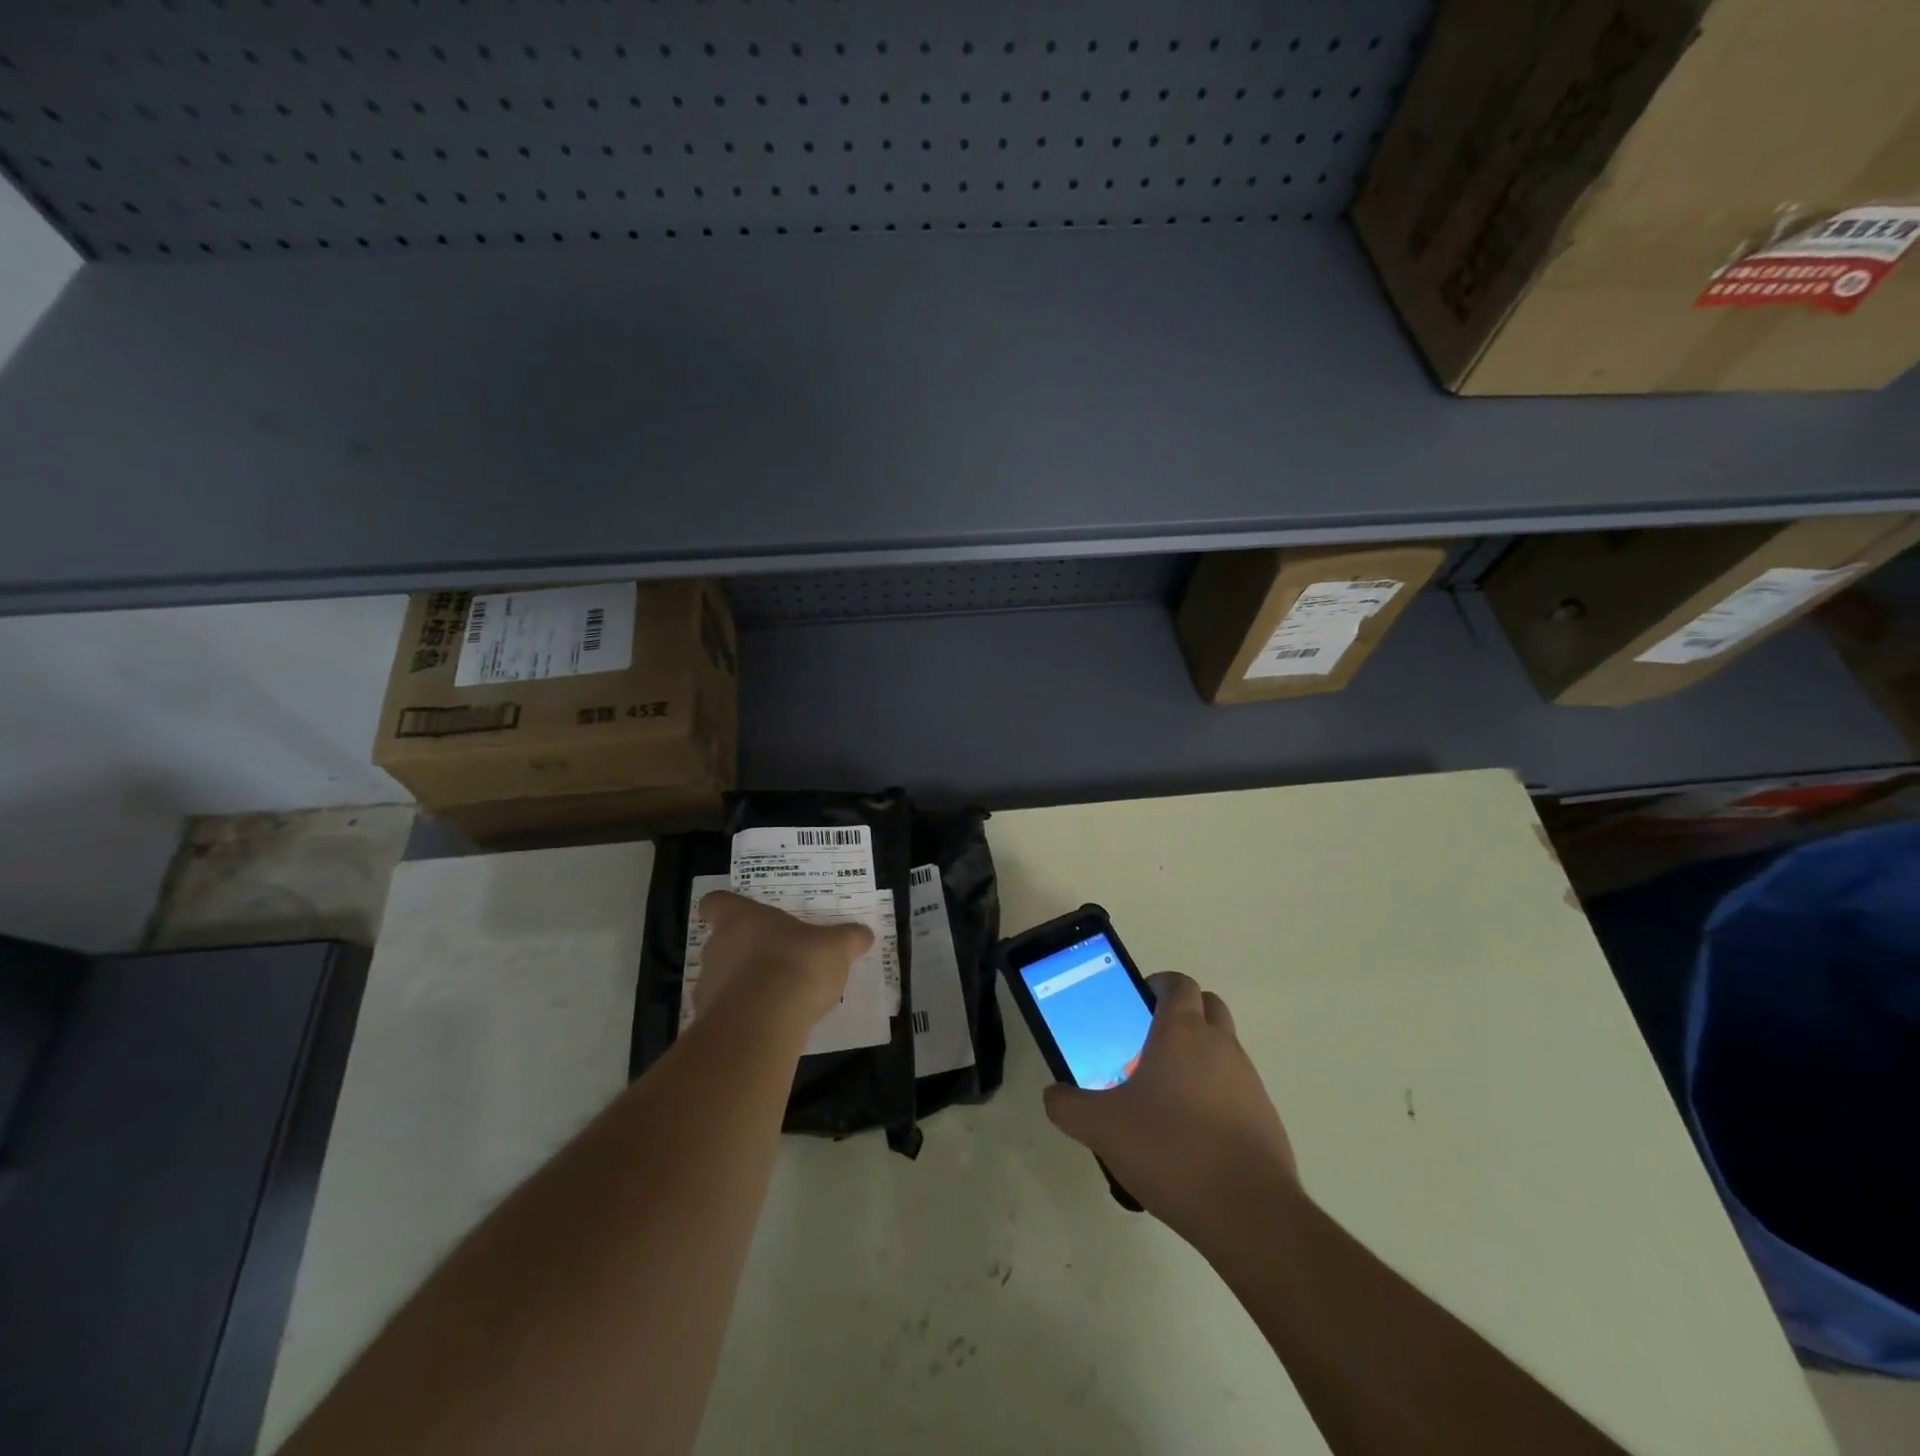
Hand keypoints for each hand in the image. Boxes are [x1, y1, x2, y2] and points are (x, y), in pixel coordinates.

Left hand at [694, 891, 873, 1028]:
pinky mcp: (709, 1021)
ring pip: (722, 978)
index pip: (716, 903)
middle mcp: (717, 947)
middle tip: (776, 958)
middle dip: (745, 951)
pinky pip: (727, 1012)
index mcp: (740, 918)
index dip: (725, 907)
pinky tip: (771, 1023)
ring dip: (744, 984)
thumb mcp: (836, 947)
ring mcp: (707, 986)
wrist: (763, 1024)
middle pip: (722, 942)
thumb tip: (863, 934)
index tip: (739, 915)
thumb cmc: (796, 965)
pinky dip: (745, 1015)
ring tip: (777, 996)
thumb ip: (849, 938)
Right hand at [1043, 972, 1298, 1246]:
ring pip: (1224, 1048)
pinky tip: (1192, 1135)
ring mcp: (1249, 1081)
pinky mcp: (1265, 1117)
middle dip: (1183, 1013)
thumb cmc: (1170, 1150)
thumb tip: (1054, 1094)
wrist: (1247, 1213)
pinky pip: (1236, 1089)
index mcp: (1182, 1032)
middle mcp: (1221, 1045)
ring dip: (1199, 1056)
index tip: (1138, 1001)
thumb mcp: (1101, 1128)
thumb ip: (1068, 1106)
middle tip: (1149, 1041)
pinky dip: (1216, 1095)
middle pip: (1208, 1005)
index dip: (1159, 984)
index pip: (1178, 983)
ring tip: (1166, 1095)